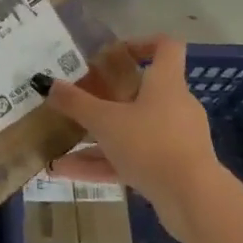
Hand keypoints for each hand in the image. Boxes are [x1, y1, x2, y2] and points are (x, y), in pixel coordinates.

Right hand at [42, 37, 223, 236]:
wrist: (194, 200)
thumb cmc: (151, 144)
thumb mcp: (105, 121)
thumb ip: (76, 103)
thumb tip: (48, 84)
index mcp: (166, 83)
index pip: (166, 47)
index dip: (142, 43)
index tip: (114, 53)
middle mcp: (175, 106)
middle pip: (142, 92)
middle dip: (109, 97)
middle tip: (82, 99)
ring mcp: (175, 139)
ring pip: (133, 130)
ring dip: (98, 137)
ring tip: (61, 146)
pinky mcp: (172, 168)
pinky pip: (133, 158)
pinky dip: (104, 163)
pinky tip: (67, 172)